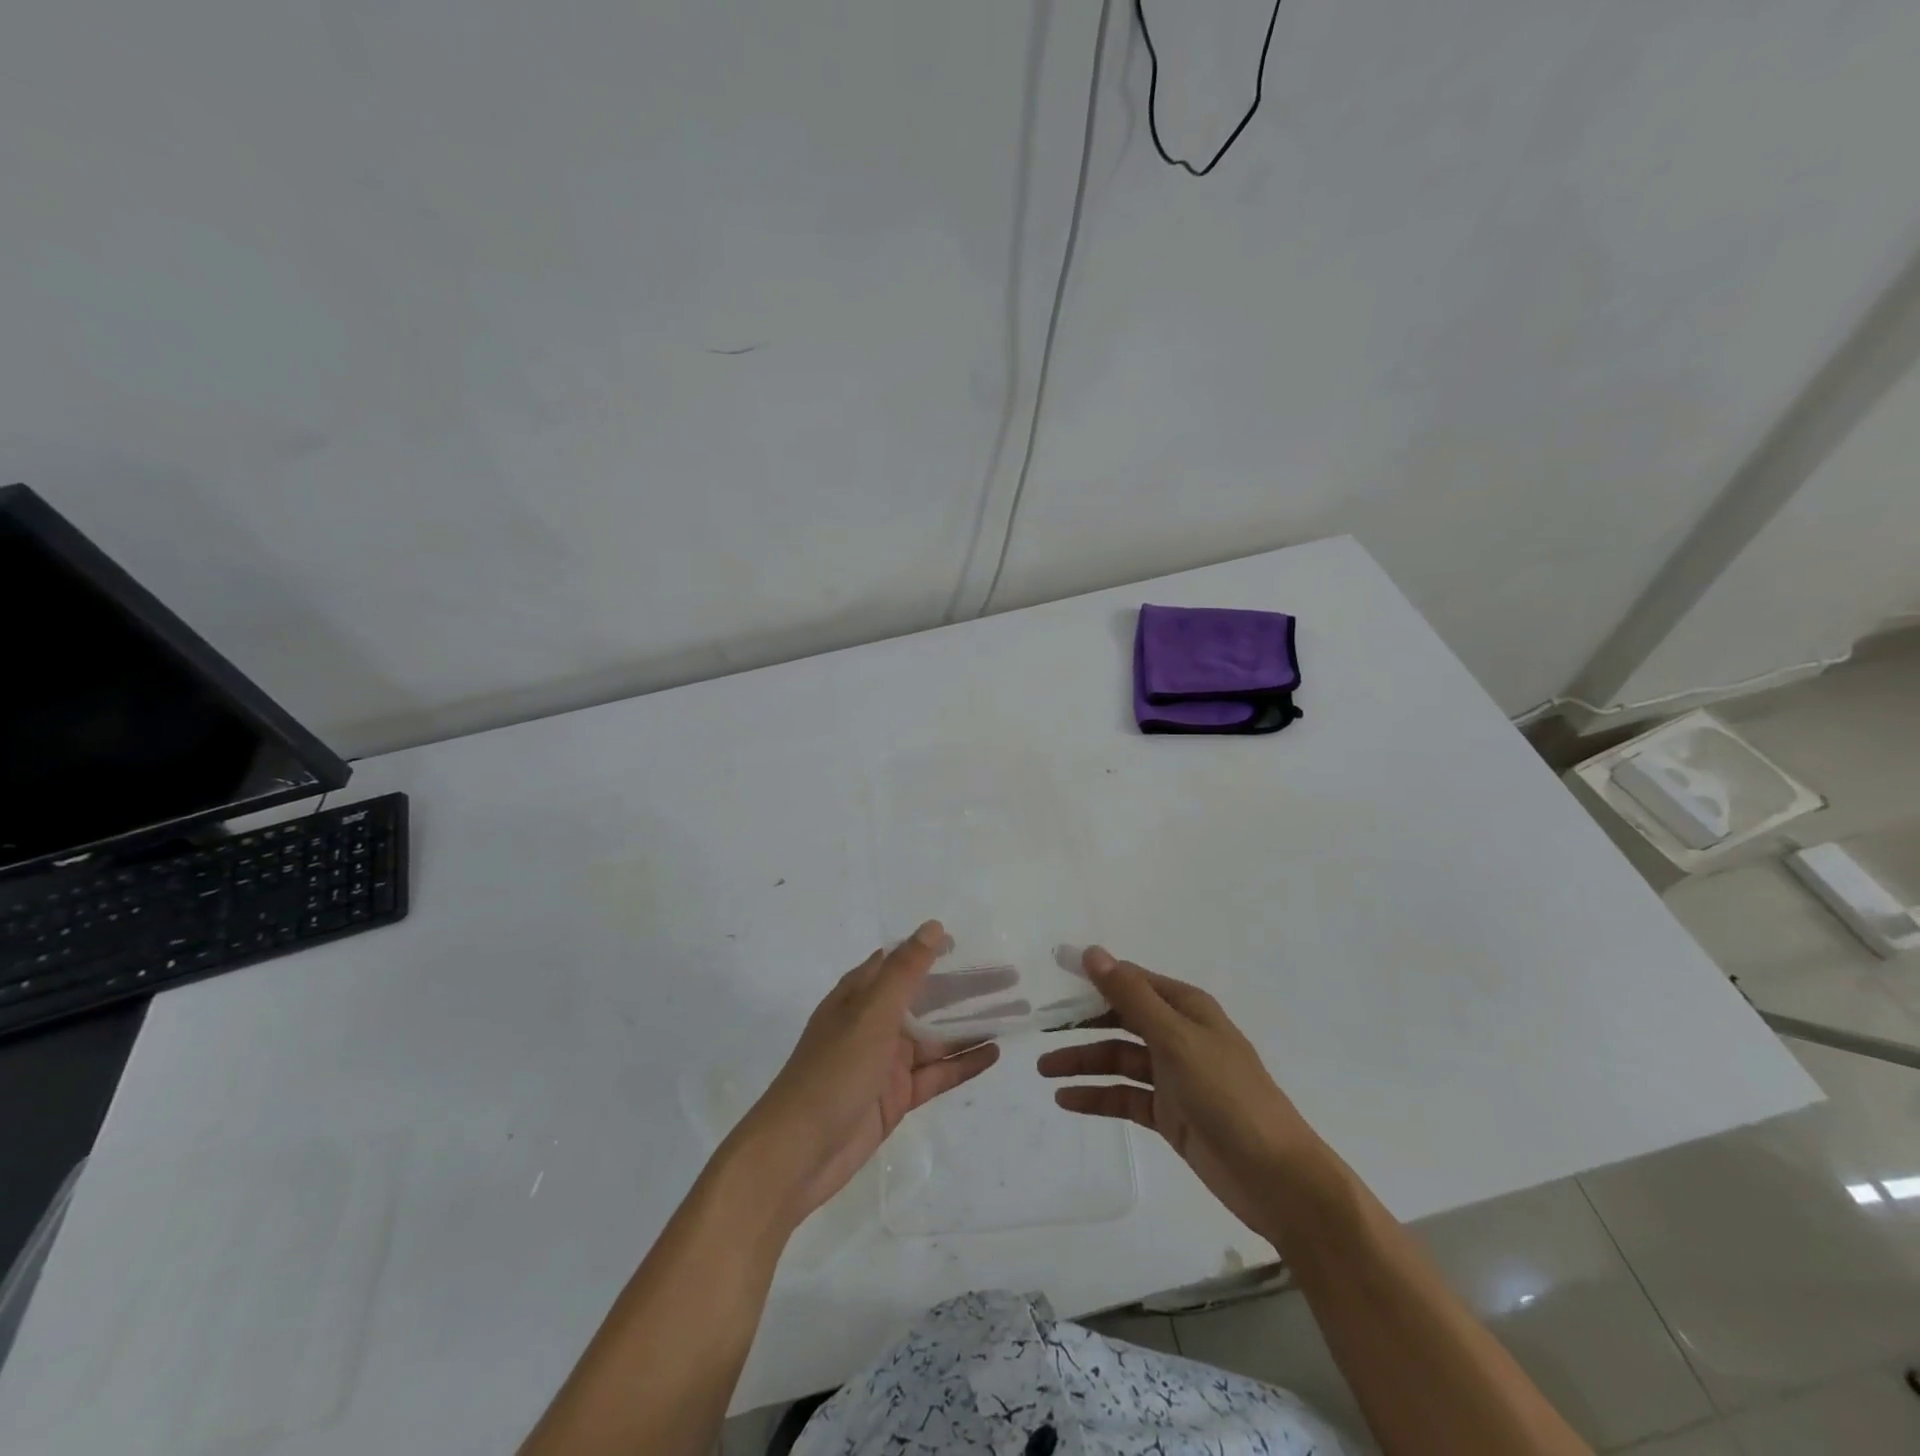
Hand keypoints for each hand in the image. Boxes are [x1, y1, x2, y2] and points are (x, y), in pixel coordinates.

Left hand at [729, 921, 999, 1228]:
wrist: (797, 1154)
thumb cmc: (832, 1072)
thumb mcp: (871, 1015)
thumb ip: (905, 972)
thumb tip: (933, 927)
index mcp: (861, 995)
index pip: (903, 961)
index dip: (934, 950)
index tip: (972, 944)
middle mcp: (875, 1023)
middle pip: (929, 998)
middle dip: (967, 988)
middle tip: (1012, 979)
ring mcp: (887, 1062)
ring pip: (938, 1037)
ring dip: (973, 1025)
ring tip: (1016, 1014)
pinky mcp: (896, 1097)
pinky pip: (936, 1073)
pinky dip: (963, 1063)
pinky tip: (994, 1052)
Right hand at [1038, 947, 1323, 1238]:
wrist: (1276, 1178)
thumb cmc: (1228, 1095)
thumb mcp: (1176, 1039)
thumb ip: (1131, 997)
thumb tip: (1092, 952)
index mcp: (1186, 1009)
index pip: (1131, 982)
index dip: (1093, 978)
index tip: (1051, 978)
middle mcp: (1178, 1036)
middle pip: (1121, 1020)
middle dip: (1082, 1023)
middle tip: (1040, 1028)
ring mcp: (1173, 1077)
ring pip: (1118, 1060)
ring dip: (1083, 1062)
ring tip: (1044, 1070)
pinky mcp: (1169, 1114)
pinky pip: (1125, 1097)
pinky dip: (1097, 1096)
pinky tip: (1066, 1100)